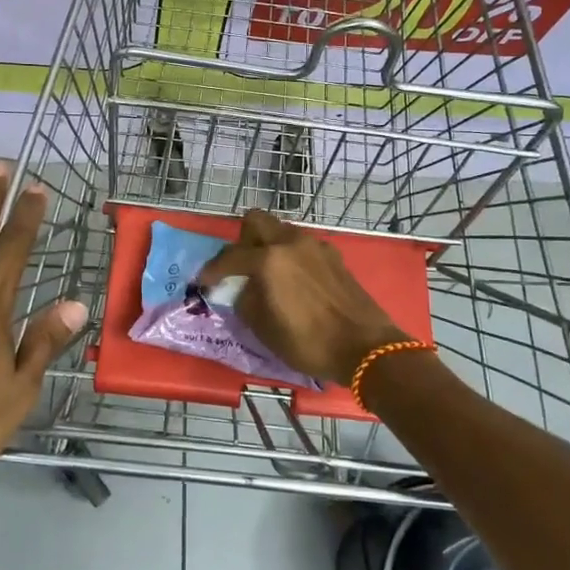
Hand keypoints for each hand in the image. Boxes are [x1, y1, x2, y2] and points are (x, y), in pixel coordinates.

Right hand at [198, 209, 412, 386]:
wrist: (366, 347)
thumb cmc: (309, 342)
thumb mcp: (264, 329)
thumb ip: (246, 301)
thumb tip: (243, 290)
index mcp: (270, 259)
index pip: (231, 257)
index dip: (212, 270)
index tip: (203, 281)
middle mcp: (291, 243)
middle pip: (256, 222)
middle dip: (241, 241)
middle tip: (239, 267)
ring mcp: (315, 246)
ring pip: (281, 231)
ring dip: (267, 245)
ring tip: (266, 274)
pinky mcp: (334, 256)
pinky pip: (301, 245)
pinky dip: (290, 255)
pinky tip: (293, 281)